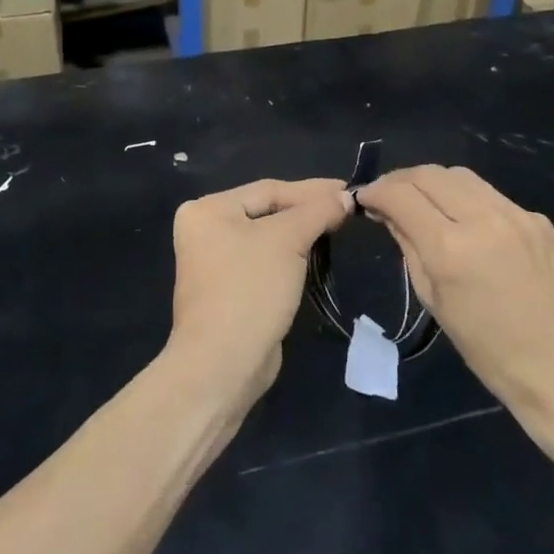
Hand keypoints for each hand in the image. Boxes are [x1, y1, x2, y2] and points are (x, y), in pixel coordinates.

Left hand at [168, 177, 350, 399]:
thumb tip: (346, 196)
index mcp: (207, 209)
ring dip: (301, 234)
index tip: (348, 189)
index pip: (268, 190)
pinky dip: (290, 258)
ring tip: (337, 226)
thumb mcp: (287, 240)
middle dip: (307, 211)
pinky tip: (316, 255)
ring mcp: (214, 263)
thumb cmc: (250, 289)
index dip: (311, 190)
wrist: (223, 364)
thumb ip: (317, 211)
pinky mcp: (229, 291)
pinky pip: (265, 262)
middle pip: (267, 212)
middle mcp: (205, 230)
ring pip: (268, 238)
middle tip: (346, 207)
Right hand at [356, 166, 553, 418]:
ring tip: (421, 201)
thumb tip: (389, 214)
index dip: (375, 191)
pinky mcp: (537, 219)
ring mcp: (514, 214)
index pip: (400, 195)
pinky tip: (463, 220)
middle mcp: (482, 219)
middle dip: (401, 180)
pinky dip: (465, 198)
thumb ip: (409, 248)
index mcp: (450, 248)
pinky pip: (489, 194)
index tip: (364, 198)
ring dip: (432, 182)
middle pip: (429, 174)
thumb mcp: (435, 302)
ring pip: (459, 175)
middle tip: (387, 196)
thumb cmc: (491, 353)